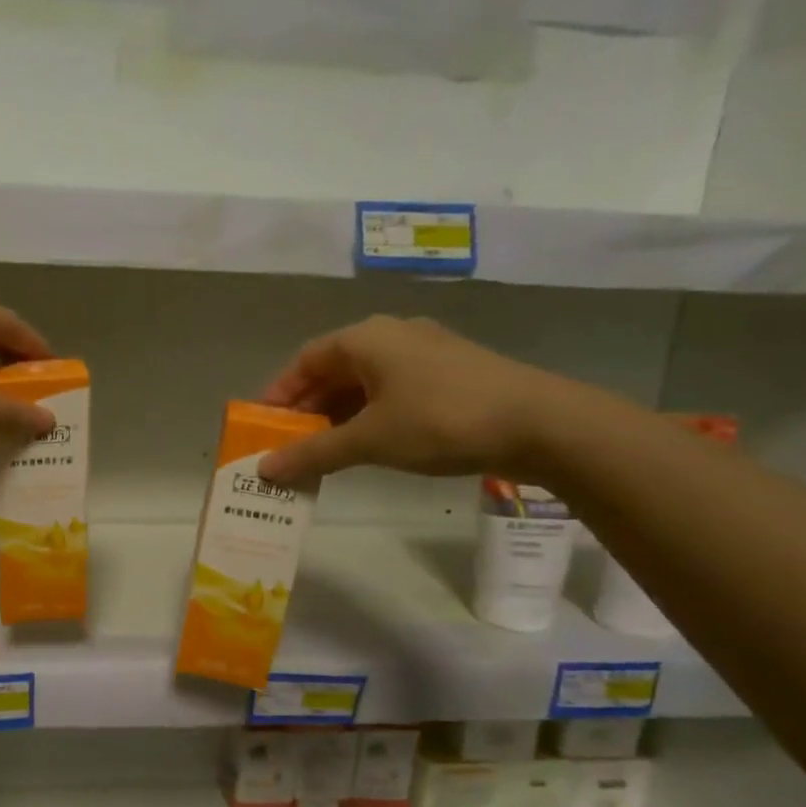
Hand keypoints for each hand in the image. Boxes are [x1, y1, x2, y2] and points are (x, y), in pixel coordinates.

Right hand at [255, 315, 574, 484]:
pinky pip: (394, 389)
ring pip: (365, 381)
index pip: (305, 360)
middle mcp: (392, 335)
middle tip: (291, 444)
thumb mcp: (369, 440)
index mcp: (365, 338)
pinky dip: (371, 414)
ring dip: (339, 414)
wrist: (541, 423)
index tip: (264, 425)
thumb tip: (264, 470)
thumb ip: (313, 453)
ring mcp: (426, 351)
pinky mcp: (452, 372)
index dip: (280, 393)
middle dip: (308, 408)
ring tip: (325, 450)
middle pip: (334, 369)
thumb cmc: (440, 420)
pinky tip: (371, 443)